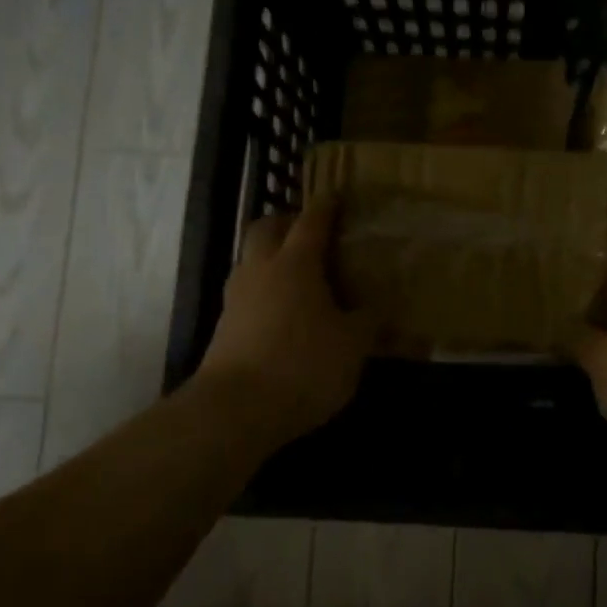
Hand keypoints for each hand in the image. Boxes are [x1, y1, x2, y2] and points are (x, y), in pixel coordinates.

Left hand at [198, 199, 373, 442]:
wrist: (235, 410)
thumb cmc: (303, 365)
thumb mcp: (353, 345)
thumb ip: (369, 321)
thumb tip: (380, 307)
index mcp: (295, 264)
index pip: (312, 221)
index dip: (326, 206)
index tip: (337, 195)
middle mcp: (261, 270)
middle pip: (266, 228)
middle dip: (287, 222)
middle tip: (313, 234)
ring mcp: (237, 297)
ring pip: (251, 259)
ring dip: (272, 255)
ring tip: (301, 274)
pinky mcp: (225, 326)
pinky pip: (247, 291)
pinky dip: (265, 289)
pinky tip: (285, 311)